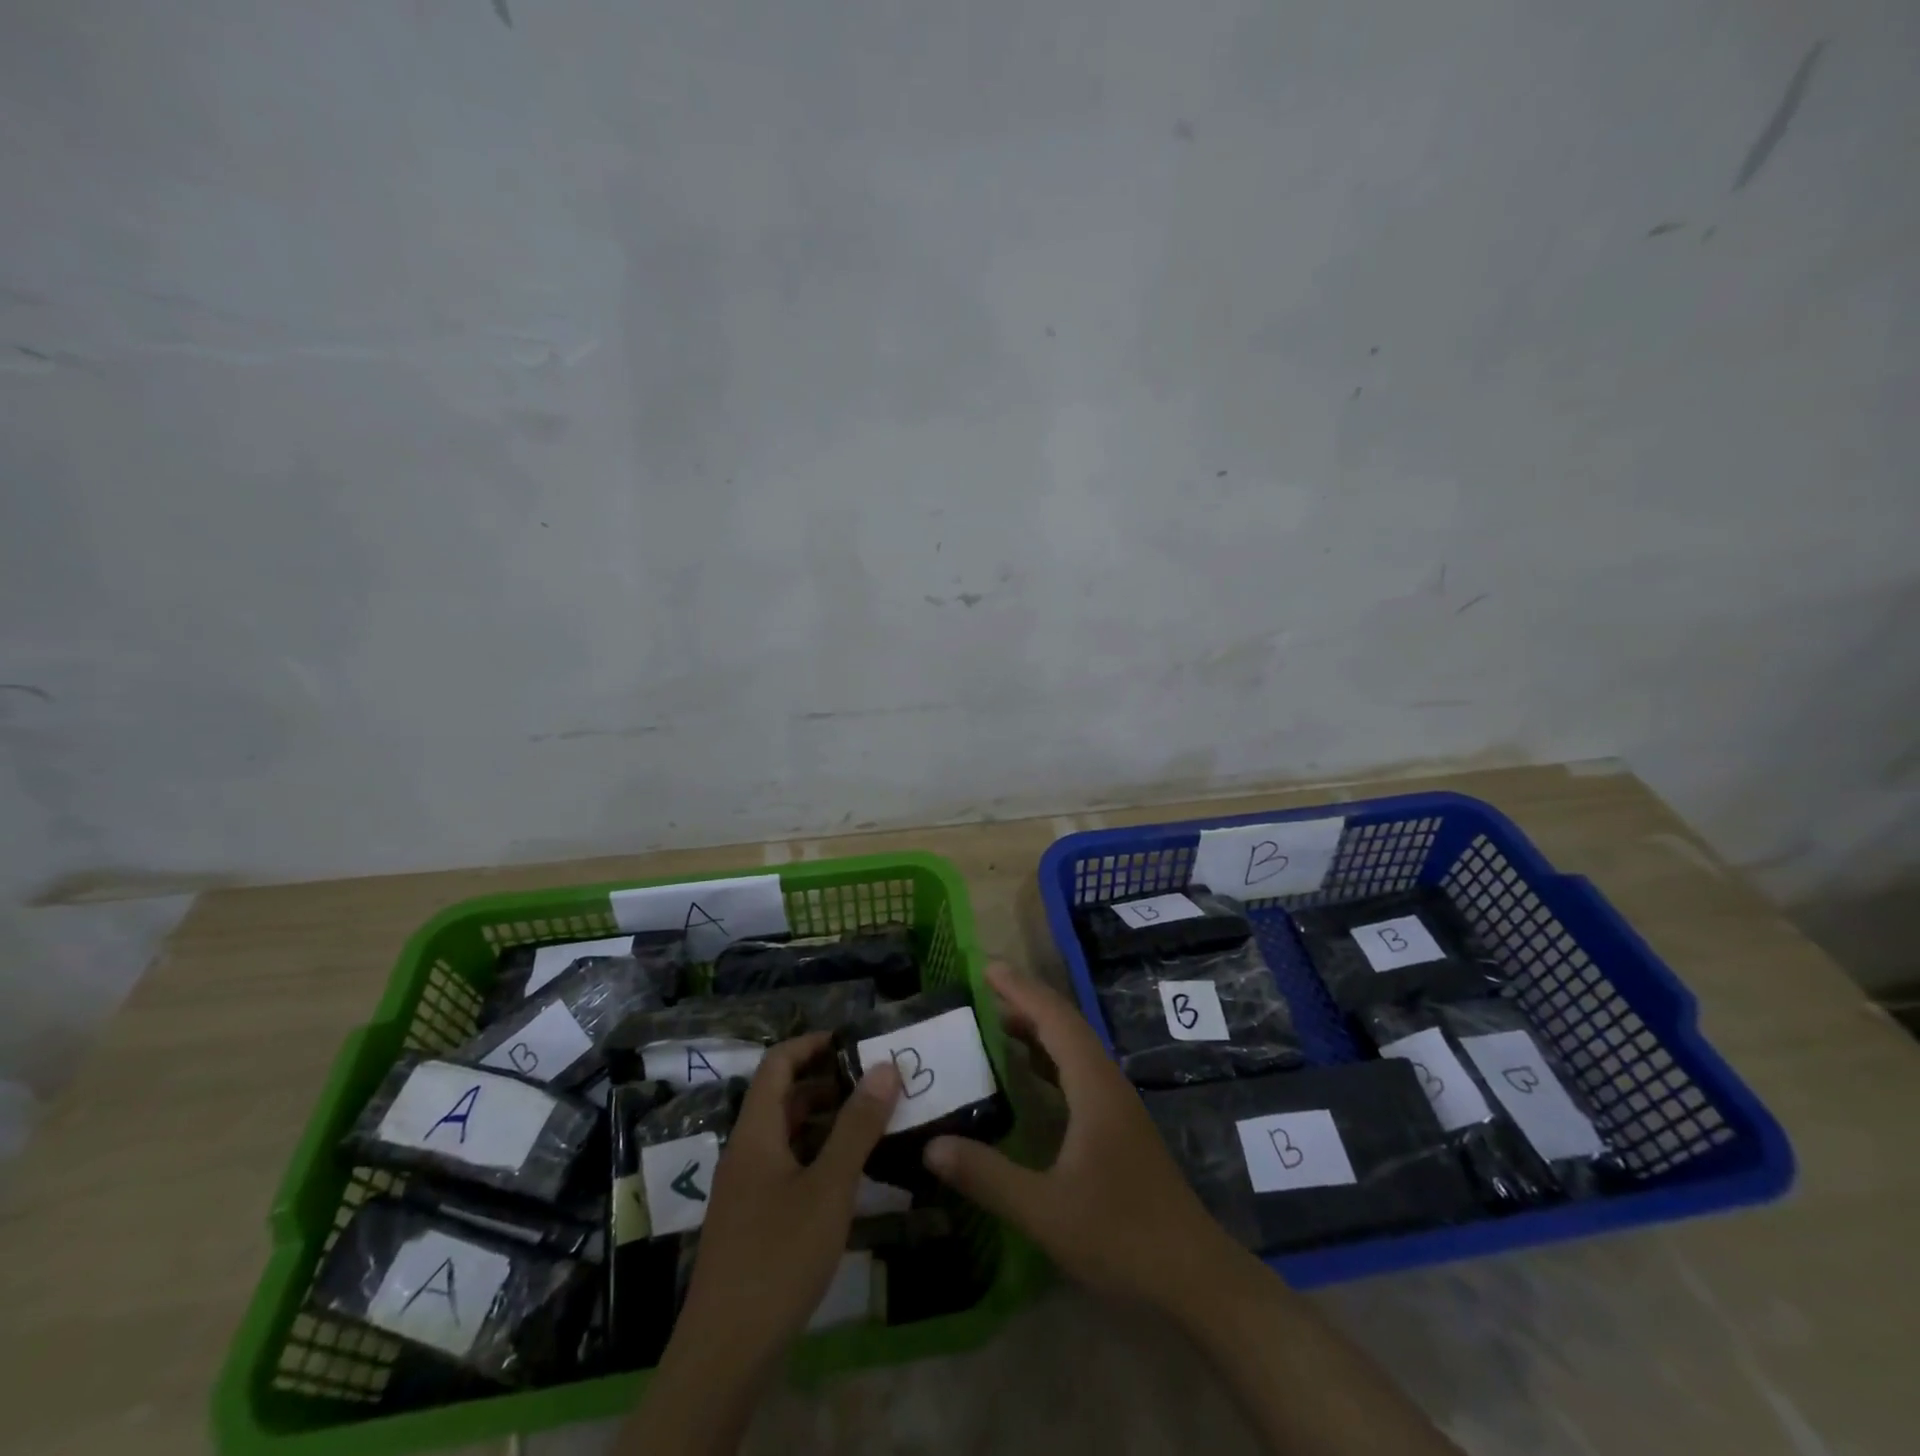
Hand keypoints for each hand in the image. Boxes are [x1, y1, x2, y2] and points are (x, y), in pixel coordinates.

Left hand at [639, 1035, 897, 1451]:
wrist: (724, 1354)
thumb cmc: (778, 1256)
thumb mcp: (829, 1187)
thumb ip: (857, 1126)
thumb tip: (884, 1066)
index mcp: (755, 1132)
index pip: (777, 1063)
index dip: (812, 1044)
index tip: (853, 1041)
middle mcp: (746, 1152)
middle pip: (783, 1098)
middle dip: (827, 1082)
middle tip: (876, 1083)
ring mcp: (746, 1189)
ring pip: (787, 1135)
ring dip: (825, 1121)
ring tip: (872, 1122)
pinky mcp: (752, 1221)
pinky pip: (786, 1166)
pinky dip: (817, 1155)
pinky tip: (849, 1174)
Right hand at [923, 962, 1245, 1315]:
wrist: (1194, 1277)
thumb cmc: (1121, 1236)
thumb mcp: (1045, 1210)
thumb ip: (987, 1176)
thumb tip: (931, 1146)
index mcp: (1094, 1086)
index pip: (1054, 1019)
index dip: (1020, 990)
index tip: (986, 967)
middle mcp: (1107, 1083)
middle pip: (1065, 1026)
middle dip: (1026, 1001)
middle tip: (982, 988)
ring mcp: (1117, 1105)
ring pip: (1074, 1049)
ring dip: (1038, 1029)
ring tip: (996, 1022)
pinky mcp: (1118, 1127)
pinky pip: (1078, 1073)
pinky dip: (1048, 1060)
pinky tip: (1028, 1076)